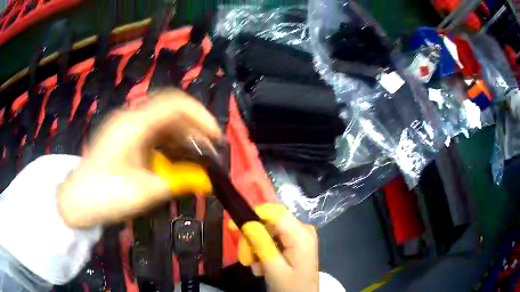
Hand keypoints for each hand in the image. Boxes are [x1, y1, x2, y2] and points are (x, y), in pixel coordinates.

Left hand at [58, 89, 220, 227]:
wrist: (76, 202)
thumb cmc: (105, 195)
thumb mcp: (144, 191)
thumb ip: (178, 182)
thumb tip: (206, 180)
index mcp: (134, 124)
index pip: (175, 103)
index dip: (200, 116)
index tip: (215, 137)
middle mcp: (130, 118)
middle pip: (170, 111)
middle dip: (193, 128)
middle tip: (208, 152)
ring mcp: (125, 127)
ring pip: (162, 122)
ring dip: (182, 137)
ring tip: (195, 158)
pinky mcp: (123, 139)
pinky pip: (152, 134)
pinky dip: (168, 144)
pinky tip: (174, 160)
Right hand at [232, 203, 318, 291]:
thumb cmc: (292, 287)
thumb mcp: (275, 270)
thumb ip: (262, 245)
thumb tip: (247, 222)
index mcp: (301, 234)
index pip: (275, 212)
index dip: (253, 215)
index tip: (234, 227)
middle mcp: (302, 229)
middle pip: (269, 223)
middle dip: (253, 240)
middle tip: (245, 259)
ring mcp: (298, 235)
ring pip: (267, 232)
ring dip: (256, 248)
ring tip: (255, 266)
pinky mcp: (294, 241)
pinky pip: (272, 239)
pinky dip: (263, 251)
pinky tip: (262, 266)